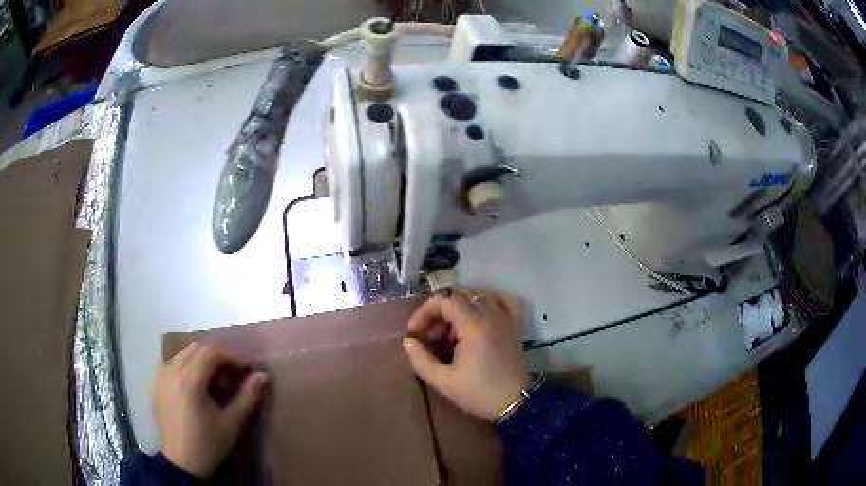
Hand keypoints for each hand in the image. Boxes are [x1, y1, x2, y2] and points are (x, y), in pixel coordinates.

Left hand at [153, 342, 267, 477]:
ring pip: (182, 354)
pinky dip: (185, 366)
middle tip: (231, 375)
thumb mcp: (232, 424)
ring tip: (213, 381)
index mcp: (189, 381)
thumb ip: (247, 397)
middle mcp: (171, 372)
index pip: (211, 352)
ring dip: (200, 360)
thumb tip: (262, 375)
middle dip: (216, 356)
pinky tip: (193, 384)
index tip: (246, 368)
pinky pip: (171, 363)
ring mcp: (160, 377)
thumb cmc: (208, 445)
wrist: (181, 463)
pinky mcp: (155, 384)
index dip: (231, 355)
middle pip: (196, 348)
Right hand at [403, 289, 531, 420]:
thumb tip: (409, 341)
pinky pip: (503, 301)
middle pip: (458, 296)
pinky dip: (489, 302)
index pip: (443, 300)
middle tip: (430, 337)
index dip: (424, 312)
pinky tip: (480, 315)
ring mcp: (505, 318)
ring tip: (451, 333)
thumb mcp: (444, 381)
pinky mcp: (515, 325)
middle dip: (438, 313)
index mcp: (473, 325)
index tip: (415, 333)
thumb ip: (421, 359)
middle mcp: (490, 314)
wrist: (515, 403)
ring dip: (459, 308)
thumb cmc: (479, 393)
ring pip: (478, 296)